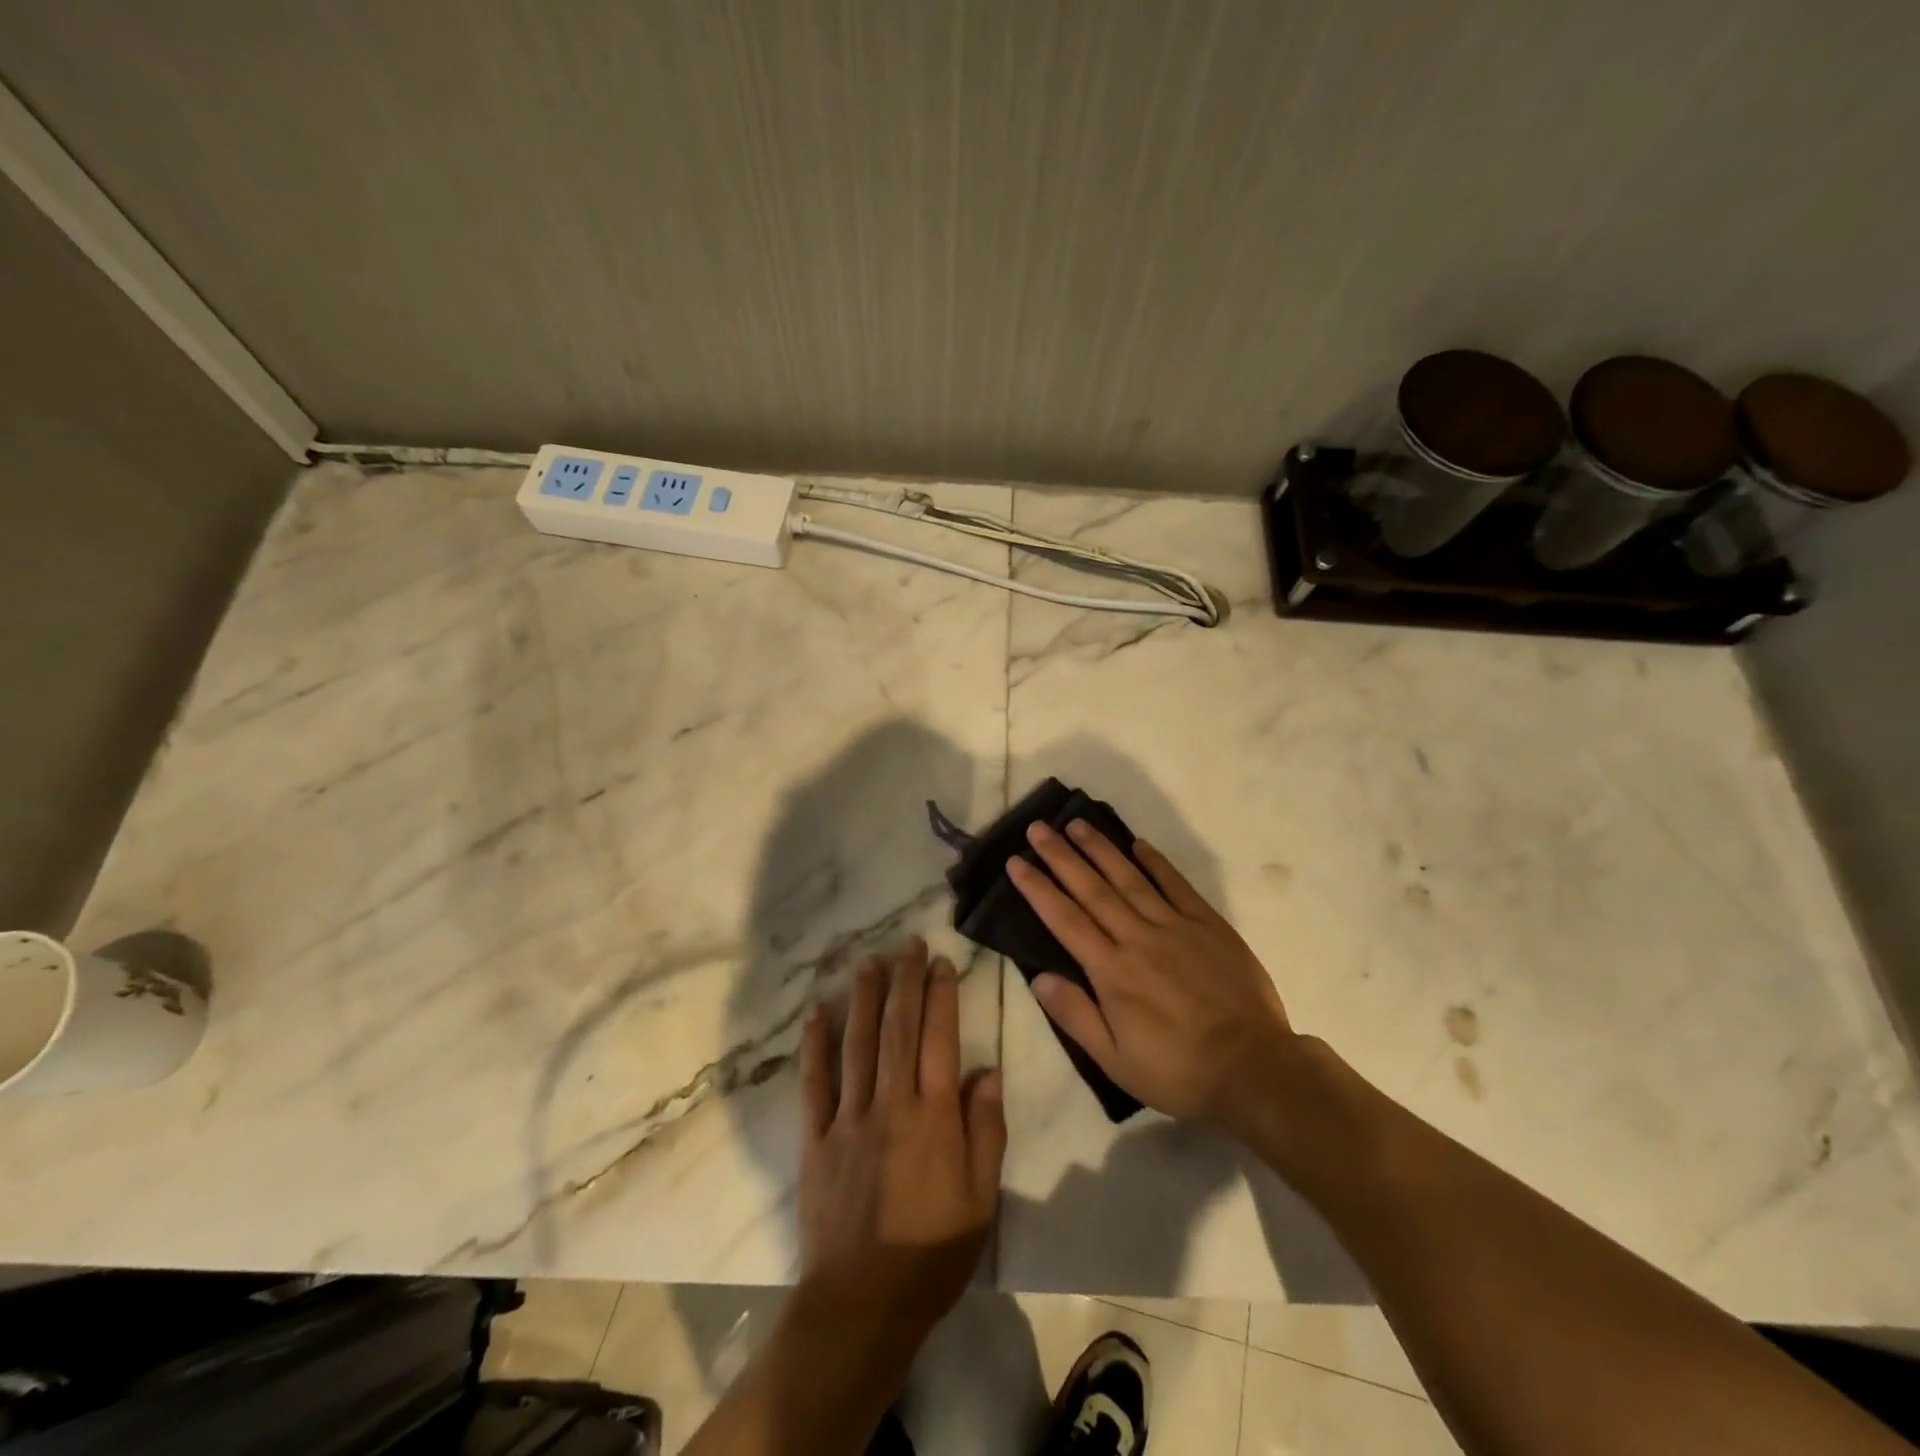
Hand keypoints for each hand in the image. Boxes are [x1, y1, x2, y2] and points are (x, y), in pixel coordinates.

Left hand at [797, 939, 1005, 1339]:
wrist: (862, 1303)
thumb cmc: (932, 1253)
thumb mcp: (981, 1199)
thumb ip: (986, 1131)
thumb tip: (988, 1072)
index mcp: (934, 1117)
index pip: (940, 1040)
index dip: (941, 996)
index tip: (940, 962)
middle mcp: (892, 1104)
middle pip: (898, 1030)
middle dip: (904, 982)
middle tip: (907, 944)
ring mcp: (849, 1117)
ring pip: (857, 1044)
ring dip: (863, 999)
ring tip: (867, 962)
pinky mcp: (816, 1137)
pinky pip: (815, 1083)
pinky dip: (815, 1046)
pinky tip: (816, 1013)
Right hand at [1006, 821, 1294, 1137]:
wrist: (1254, 1068)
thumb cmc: (1178, 1070)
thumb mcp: (1115, 1060)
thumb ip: (1075, 1015)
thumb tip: (1038, 977)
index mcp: (1111, 971)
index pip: (1064, 920)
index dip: (1037, 888)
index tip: (1016, 862)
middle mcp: (1137, 938)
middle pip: (1091, 889)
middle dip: (1061, 856)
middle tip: (1038, 828)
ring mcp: (1175, 927)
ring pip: (1129, 878)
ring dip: (1100, 849)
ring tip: (1077, 823)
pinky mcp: (1208, 925)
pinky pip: (1177, 885)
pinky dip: (1156, 862)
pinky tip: (1138, 844)